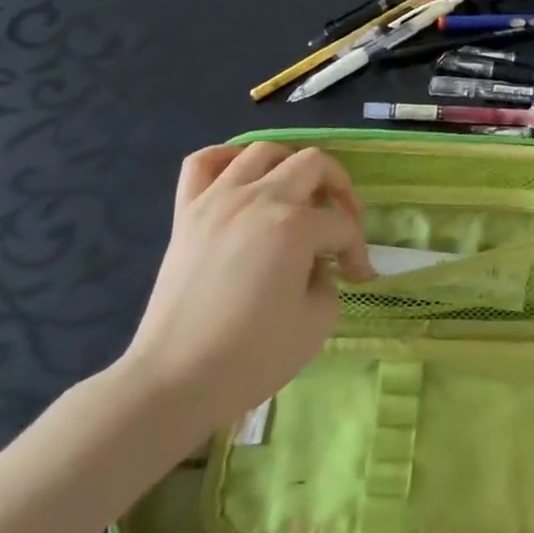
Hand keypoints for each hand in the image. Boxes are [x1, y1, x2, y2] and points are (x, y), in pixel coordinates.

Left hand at [116, 143, 374, 437]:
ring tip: (296, 192)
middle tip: (341, 220)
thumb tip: (314, 264)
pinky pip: (203, 163)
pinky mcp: (186, 213)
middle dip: (338, 188)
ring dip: (290, 164)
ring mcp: (217, 200)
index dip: (357, 250)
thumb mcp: (317, 321)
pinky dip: (227, 158)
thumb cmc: (252, 357)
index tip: (358, 276)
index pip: (341, 224)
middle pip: (313, 164)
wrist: (174, 382)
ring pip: (263, 151)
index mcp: (294, 226)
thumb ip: (327, 279)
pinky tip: (242, 176)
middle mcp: (258, 199)